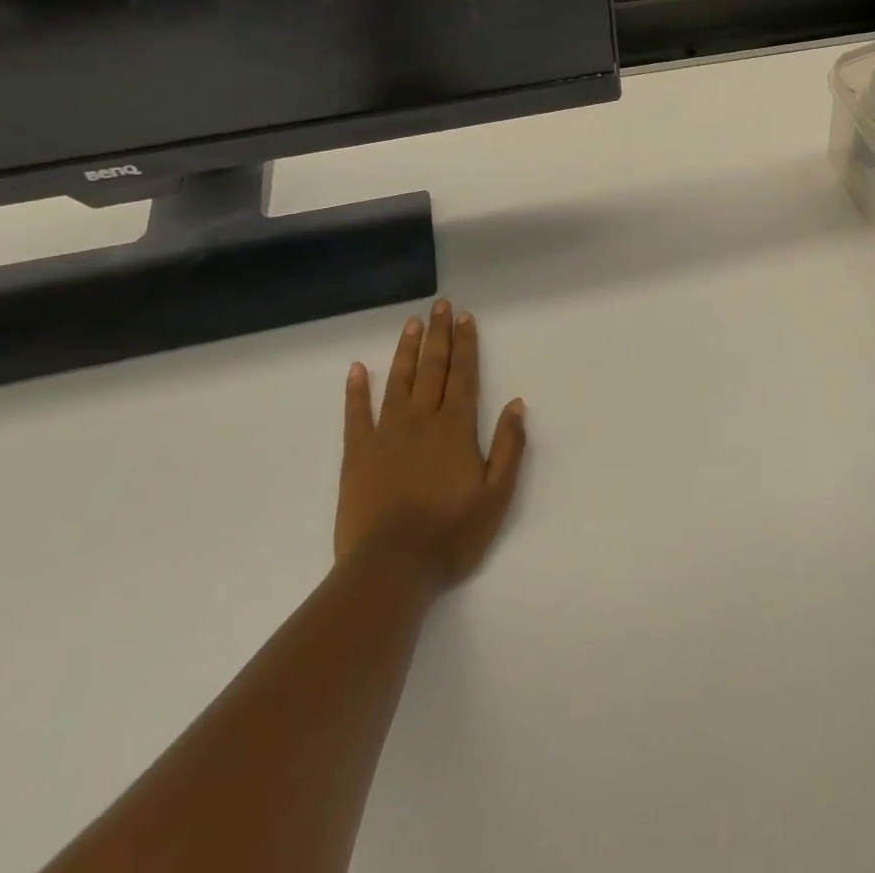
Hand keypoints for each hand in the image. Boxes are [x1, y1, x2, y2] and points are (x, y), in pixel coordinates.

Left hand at [336, 300, 526, 592]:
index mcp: (456, 428)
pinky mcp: (358, 454)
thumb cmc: (451, 534)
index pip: (464, 376)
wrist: (391, 568)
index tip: (466, 317)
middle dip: (439, 335)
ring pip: (398, 382)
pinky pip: (356, 415)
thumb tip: (517, 404)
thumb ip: (509, 447)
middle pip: (433, 369)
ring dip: (406, 350)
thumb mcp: (497, 495)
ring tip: (411, 323)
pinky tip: (357, 369)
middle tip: (440, 305)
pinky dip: (356, 390)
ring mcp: (387, 435)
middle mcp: (422, 421)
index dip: (466, 345)